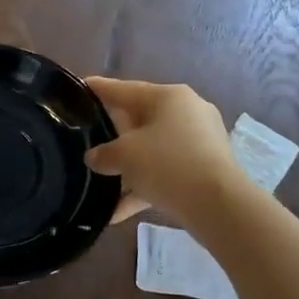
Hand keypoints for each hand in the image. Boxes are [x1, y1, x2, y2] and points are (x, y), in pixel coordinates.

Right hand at [84, 77, 244, 226]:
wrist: (219, 205)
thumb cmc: (168, 164)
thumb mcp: (125, 156)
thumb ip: (104, 154)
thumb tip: (94, 158)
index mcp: (168, 97)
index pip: (124, 89)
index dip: (99, 89)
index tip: (79, 86)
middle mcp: (187, 111)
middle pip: (140, 119)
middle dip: (113, 133)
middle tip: (88, 138)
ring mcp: (200, 141)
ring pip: (153, 149)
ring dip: (128, 167)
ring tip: (100, 182)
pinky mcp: (206, 168)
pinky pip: (167, 172)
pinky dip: (145, 187)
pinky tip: (118, 212)